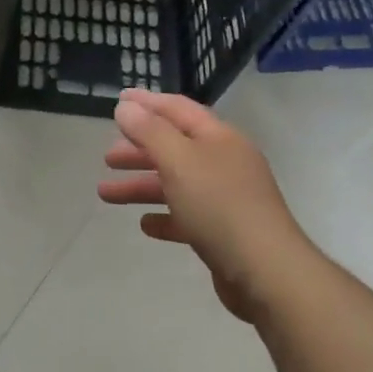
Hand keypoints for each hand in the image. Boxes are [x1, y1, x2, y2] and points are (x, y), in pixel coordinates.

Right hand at [98, 90, 311, 322]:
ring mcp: (225, 198)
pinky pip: (186, 217)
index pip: (177, 109)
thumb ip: (149, 131)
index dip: (147, 102)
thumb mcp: (179, 161)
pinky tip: (145, 224)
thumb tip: (126, 107)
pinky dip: (164, 216)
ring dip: (140, 185)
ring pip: (175, 184)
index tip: (118, 100)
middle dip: (138, 150)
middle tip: (107, 157)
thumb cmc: (219, 206)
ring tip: (105, 194)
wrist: (266, 271)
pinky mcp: (223, 232)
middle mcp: (224, 162)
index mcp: (218, 138)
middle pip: (174, 147)